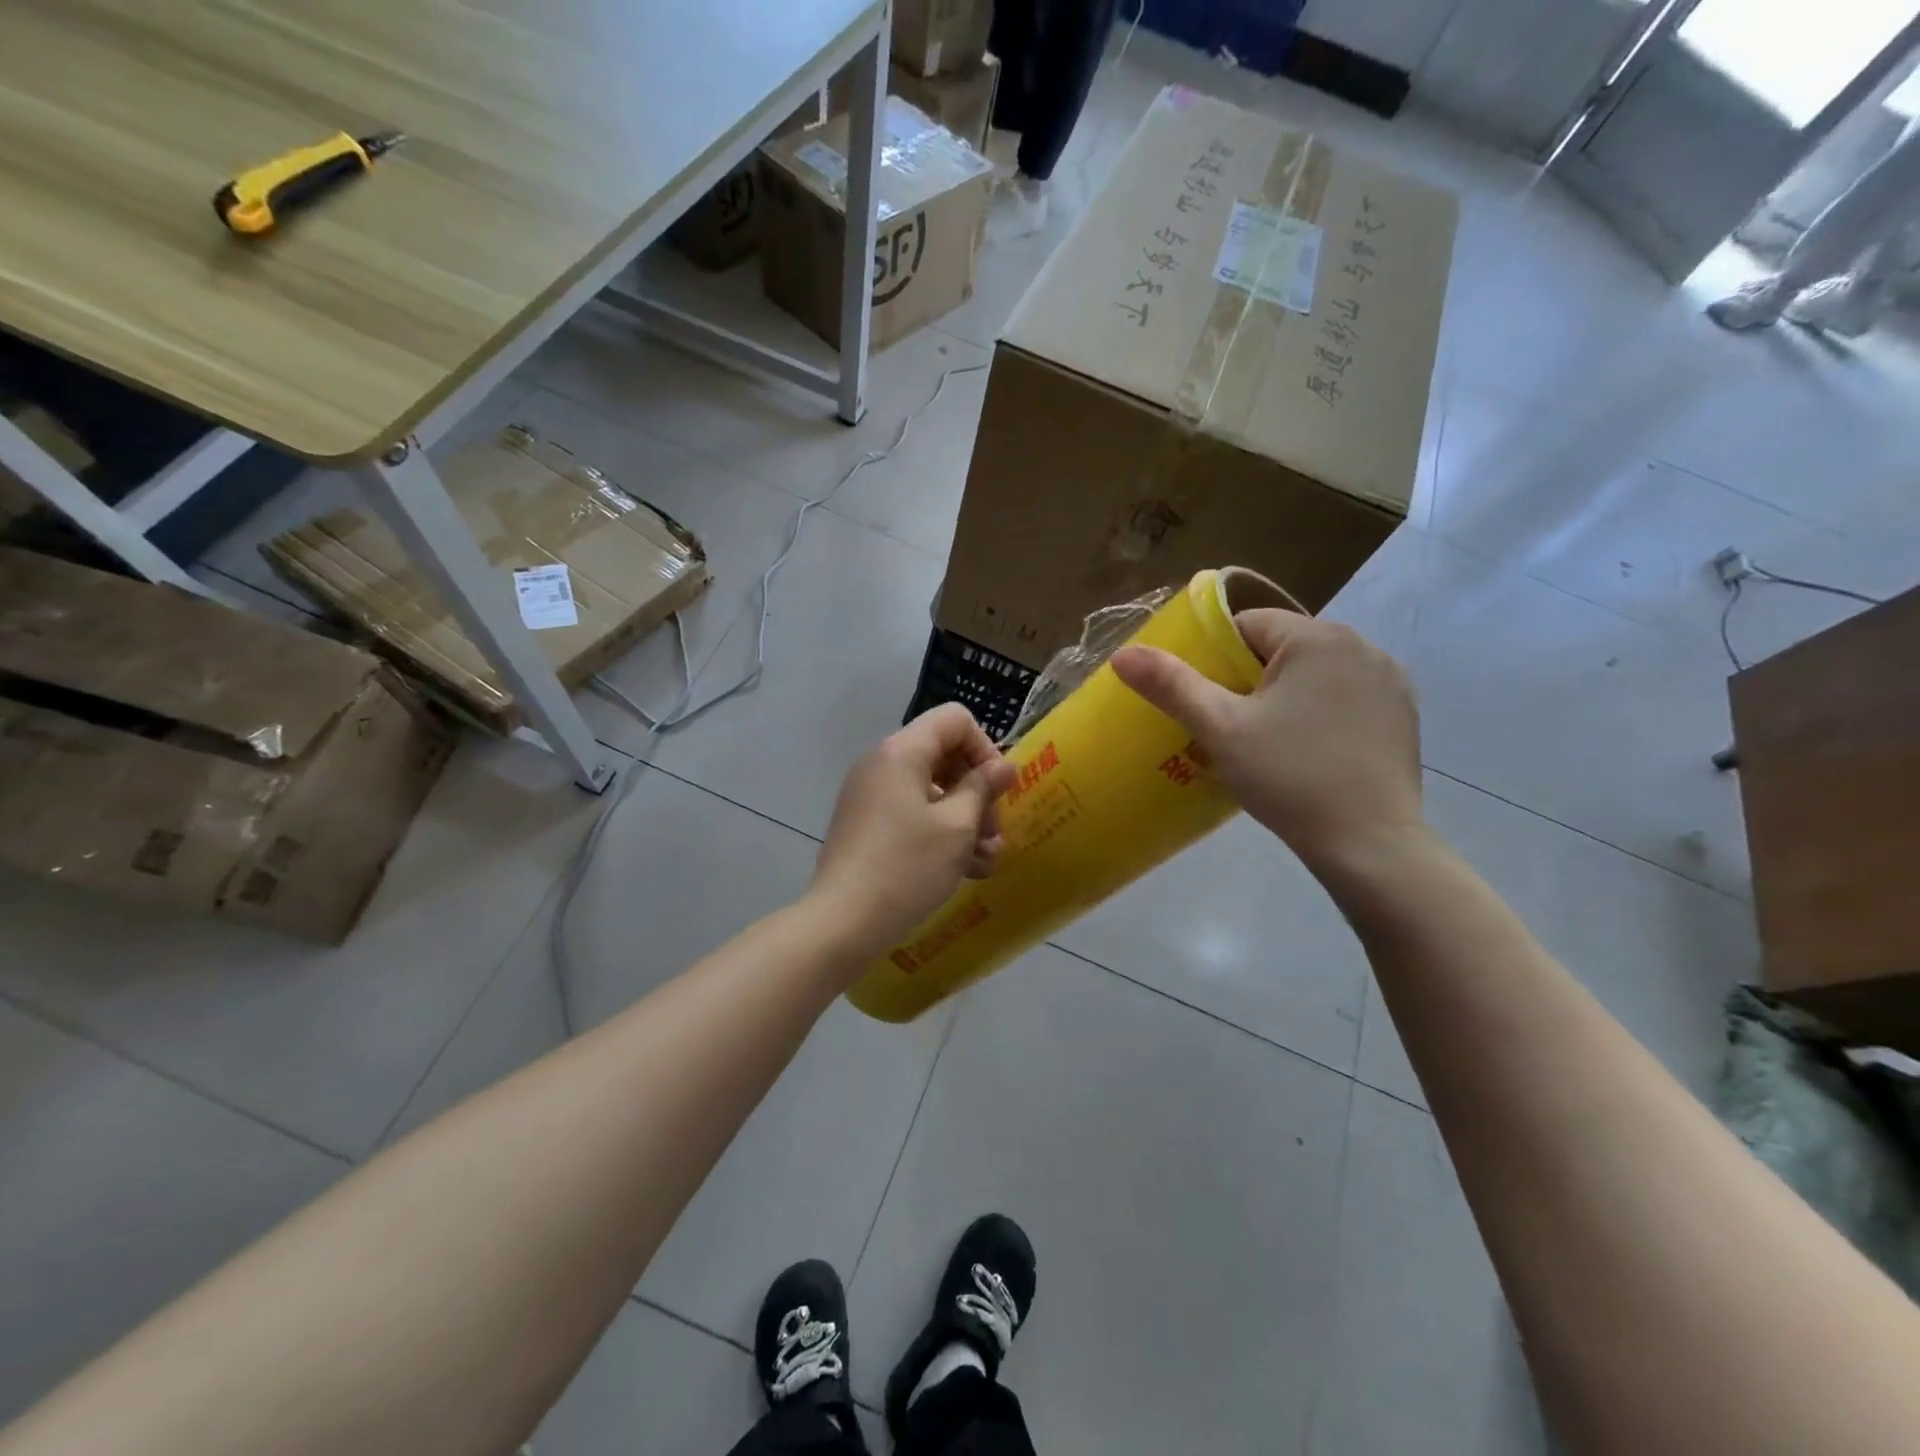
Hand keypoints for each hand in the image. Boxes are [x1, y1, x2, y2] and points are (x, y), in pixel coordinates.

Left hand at [810, 704, 1018, 958]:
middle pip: (943, 754)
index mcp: (902, 751)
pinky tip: (963, 869)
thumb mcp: (957, 827)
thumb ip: (983, 788)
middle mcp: (881, 763)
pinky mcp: (865, 823)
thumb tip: (1003, 766)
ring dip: (963, 818)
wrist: (842, 922)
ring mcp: (869, 794)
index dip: (985, 748)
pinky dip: (938, 831)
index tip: (997, 790)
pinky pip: (910, 812)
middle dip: (976, 791)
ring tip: (985, 860)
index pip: (955, 720)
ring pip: (930, 789)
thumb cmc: (907, 867)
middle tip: (993, 833)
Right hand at [1110, 609, 1424, 873]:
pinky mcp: (1403, 713)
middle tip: (1230, 727)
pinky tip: (1310, 751)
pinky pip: (1345, 696)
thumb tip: (1122, 654)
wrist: (1370, 844)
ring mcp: (1390, 679)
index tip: (1206, 701)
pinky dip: (1321, 712)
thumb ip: (1171, 686)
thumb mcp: (1220, 729)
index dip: (1216, 659)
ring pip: (1313, 673)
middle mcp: (1362, 645)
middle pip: (1281, 647)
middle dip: (1250, 679)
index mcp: (1317, 637)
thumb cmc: (1289, 778)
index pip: (1247, 625)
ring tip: (1267, 743)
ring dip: (1286, 695)